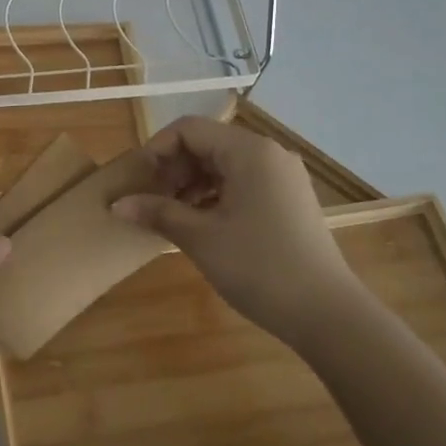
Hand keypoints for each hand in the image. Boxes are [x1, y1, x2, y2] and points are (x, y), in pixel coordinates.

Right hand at [112, 114, 361, 346]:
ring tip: (172, 216)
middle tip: (152, 202)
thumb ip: (157, 212)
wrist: (328, 316)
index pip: (188, 130)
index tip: (138, 182)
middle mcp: (268, 154)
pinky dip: (215, 195)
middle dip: (173, 168)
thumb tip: (117, 204)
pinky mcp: (289, 199)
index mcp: (249, 151)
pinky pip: (242, 182)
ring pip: (223, 164)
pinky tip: (201, 224)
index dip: (156, 150)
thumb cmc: (259, 267)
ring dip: (192, 183)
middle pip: (206, 143)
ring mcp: (282, 177)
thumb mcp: (200, 238)